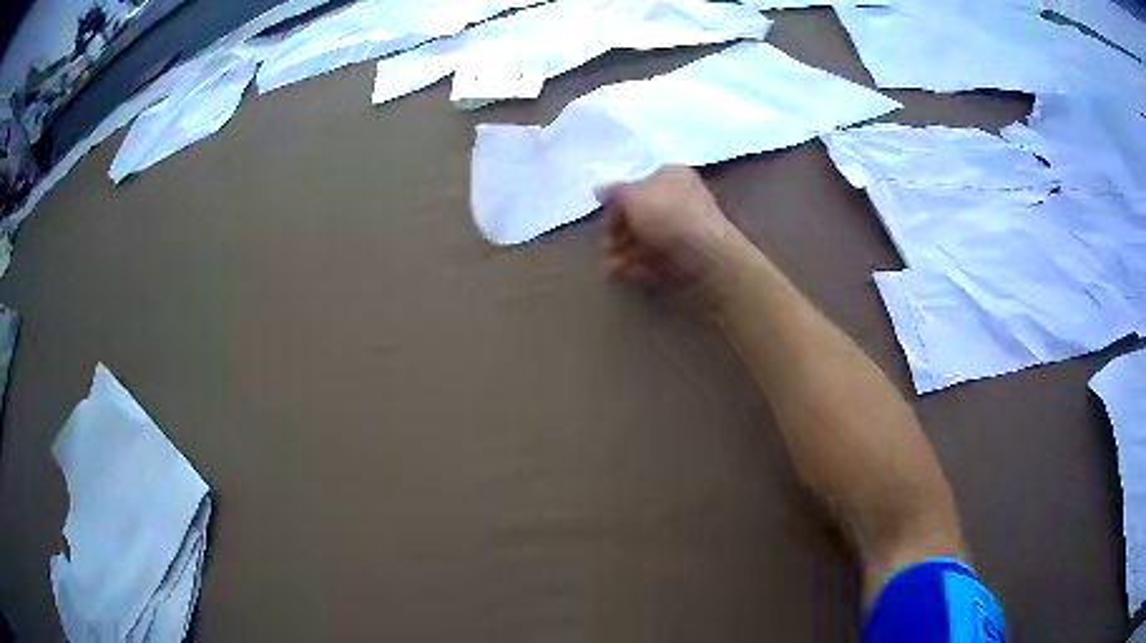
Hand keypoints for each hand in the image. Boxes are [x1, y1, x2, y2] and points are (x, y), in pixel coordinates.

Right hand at [597, 165, 747, 289]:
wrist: (709, 258)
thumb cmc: (670, 217)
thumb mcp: (635, 196)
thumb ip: (615, 193)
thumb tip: (600, 190)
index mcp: (670, 176)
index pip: (635, 186)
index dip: (615, 204)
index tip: (603, 223)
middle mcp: (677, 199)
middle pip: (637, 215)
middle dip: (616, 234)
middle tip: (606, 249)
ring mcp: (681, 230)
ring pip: (644, 239)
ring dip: (622, 253)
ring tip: (610, 268)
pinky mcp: (683, 257)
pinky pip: (654, 258)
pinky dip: (637, 266)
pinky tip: (621, 275)